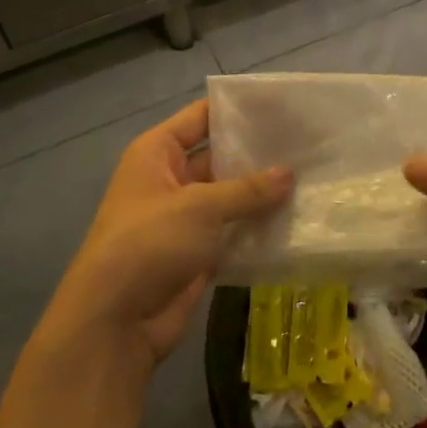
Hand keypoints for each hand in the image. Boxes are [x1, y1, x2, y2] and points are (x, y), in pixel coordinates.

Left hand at [36, 100, 290, 373]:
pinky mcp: (198, 252)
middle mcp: (170, 179)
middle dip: (259, 153)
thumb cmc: (149, 243)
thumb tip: (290, 173)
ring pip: (231, 197)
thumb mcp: (200, 207)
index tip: (283, 106)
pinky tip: (296, 219)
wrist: (114, 322)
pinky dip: (258, 228)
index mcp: (157, 153)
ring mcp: (184, 218)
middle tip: (308, 144)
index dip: (239, 109)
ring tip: (312, 178)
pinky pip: (234, 231)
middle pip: (220, 156)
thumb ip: (248, 189)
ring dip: (263, 194)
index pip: (202, 117)